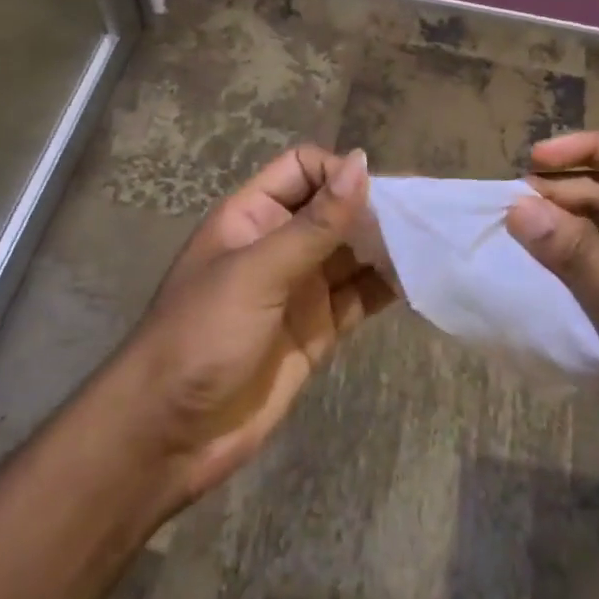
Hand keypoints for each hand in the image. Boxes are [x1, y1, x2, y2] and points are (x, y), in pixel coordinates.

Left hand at [114, 145, 392, 506]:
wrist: (167, 435)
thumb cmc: (201, 336)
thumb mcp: (257, 272)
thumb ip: (315, 223)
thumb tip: (361, 163)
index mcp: (253, 216)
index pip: (304, 168)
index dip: (338, 172)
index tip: (376, 193)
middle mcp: (280, 244)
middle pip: (334, 209)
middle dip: (374, 208)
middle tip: (424, 214)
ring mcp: (301, 288)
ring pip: (353, 252)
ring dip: (387, 246)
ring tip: (431, 242)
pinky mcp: (318, 329)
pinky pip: (360, 297)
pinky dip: (387, 287)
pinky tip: (420, 279)